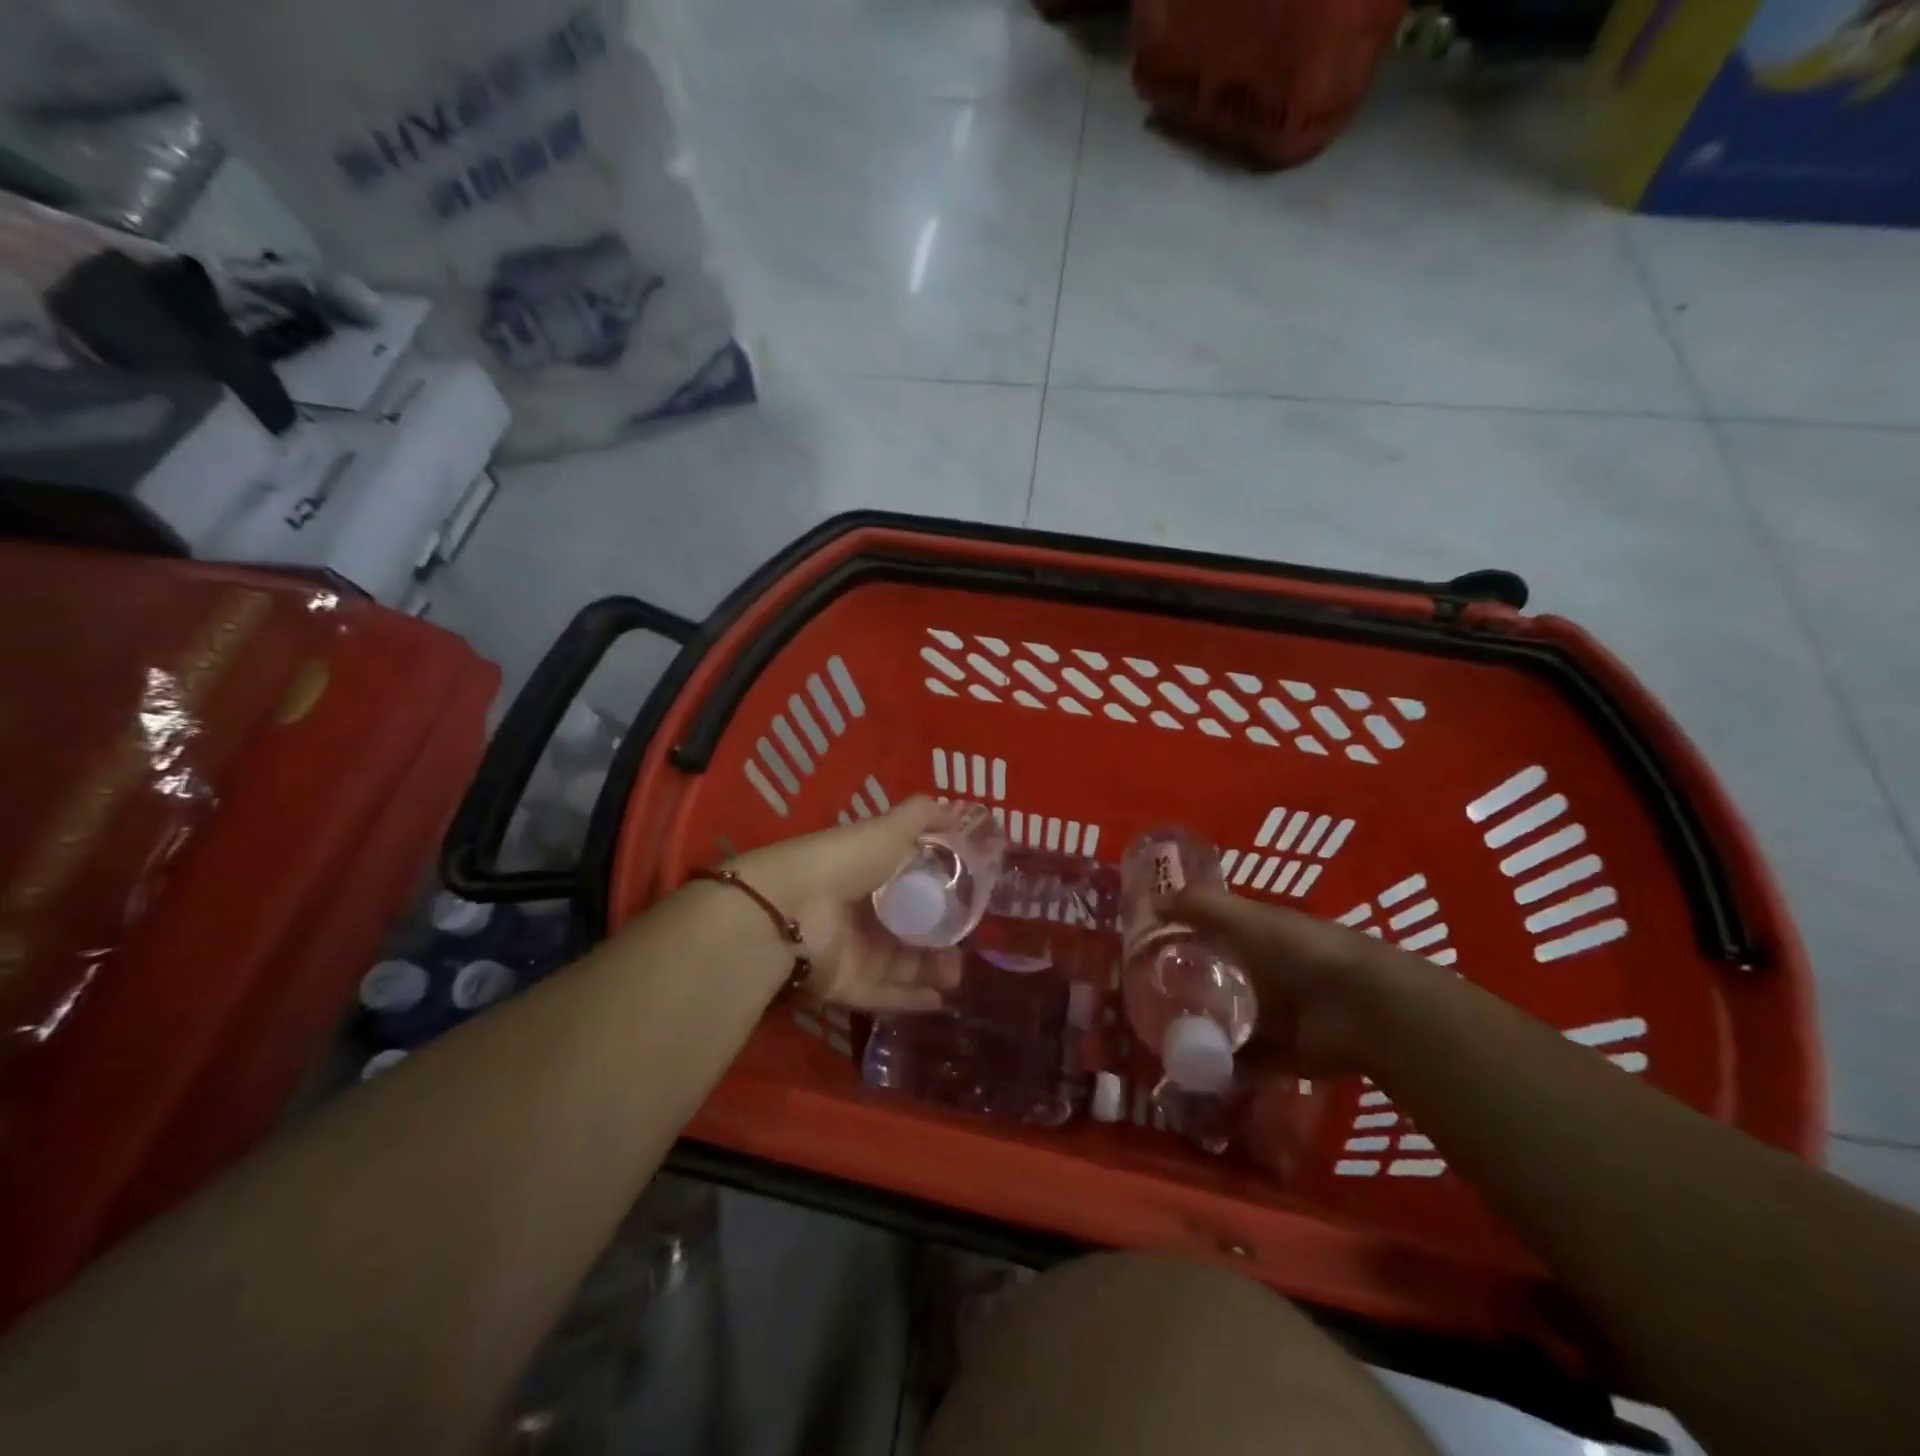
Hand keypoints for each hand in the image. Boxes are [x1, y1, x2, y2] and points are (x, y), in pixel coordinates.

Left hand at [732, 798, 963, 1012]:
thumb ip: (923, 816)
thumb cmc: (845, 862)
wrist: (792, 910)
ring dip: (932, 970)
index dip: (938, 890)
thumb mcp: (889, 829)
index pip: (908, 883)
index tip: (972, 897)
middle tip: (973, 942)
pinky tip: (941, 1001)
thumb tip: (957, 808)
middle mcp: (858, 913)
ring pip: (900, 965)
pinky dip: (911, 1000)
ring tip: (961, 972)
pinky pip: (884, 996)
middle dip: (940, 937)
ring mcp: (851, 952)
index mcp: (866, 873)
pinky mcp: (845, 985)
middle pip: (907, 928)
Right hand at [1168, 888, 1413, 1078]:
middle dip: (1185, 988)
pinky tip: (1185, 1067)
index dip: (1182, 937)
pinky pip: (1242, 1062)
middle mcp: (1265, 974)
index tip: (1144, 948)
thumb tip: (1151, 902)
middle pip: (1217, 980)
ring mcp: (1274, 1017)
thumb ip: (1200, 907)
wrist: (1360, 1007)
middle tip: (1142, 998)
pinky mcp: (1281, 1055)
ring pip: (1226, 1022)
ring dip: (1199, 1029)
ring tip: (1156, 1035)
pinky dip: (1219, 1067)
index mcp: (1259, 936)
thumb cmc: (1299, 950)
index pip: (1213, 933)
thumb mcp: (1245, 918)